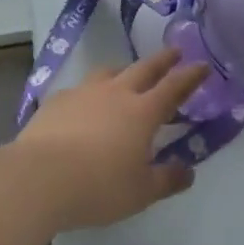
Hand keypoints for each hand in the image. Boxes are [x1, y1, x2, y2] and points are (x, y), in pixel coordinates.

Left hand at [7, 48, 210, 231]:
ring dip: (125, 70)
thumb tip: (188, 171)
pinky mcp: (59, 99)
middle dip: (163, 60)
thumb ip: (166, 180)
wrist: (40, 176)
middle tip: (175, 52)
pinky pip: (82, 88)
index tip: (203, 64)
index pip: (173, 87)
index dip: (190, 76)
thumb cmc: (98, 186)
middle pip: (144, 68)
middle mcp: (116, 92)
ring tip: (128, 74)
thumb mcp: (140, 192)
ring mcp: (85, 91)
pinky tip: (86, 105)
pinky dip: (92, 92)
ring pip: (110, 72)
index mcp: (142, 112)